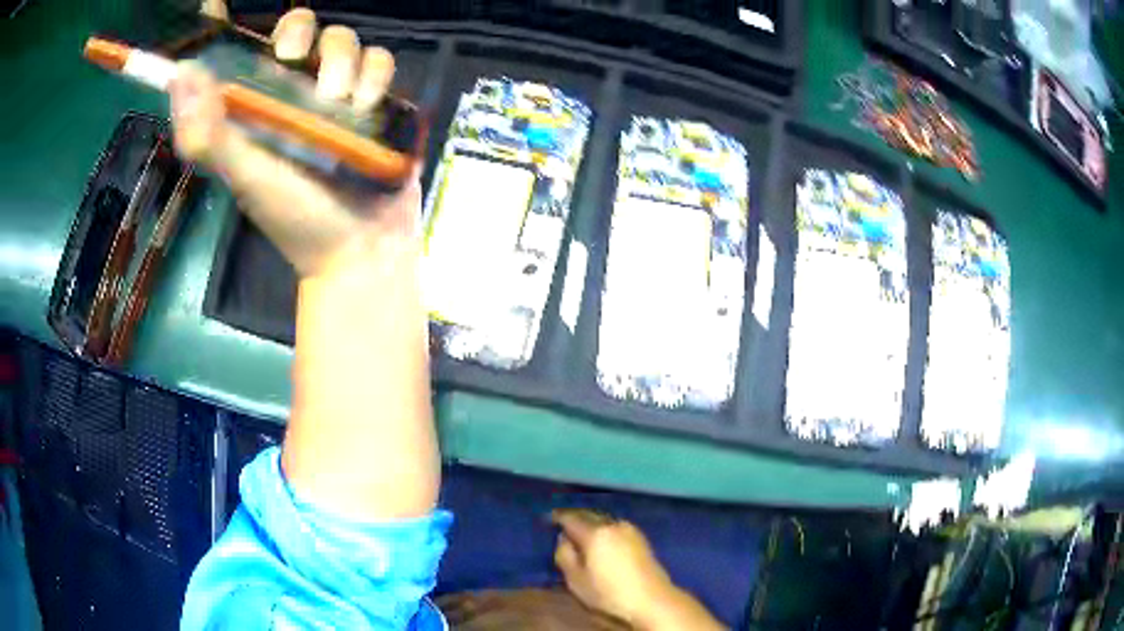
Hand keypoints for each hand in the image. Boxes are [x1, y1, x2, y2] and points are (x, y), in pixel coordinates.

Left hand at [168, 6, 417, 278]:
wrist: (359, 249)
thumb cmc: (295, 217)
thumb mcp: (244, 177)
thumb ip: (209, 134)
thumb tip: (182, 73)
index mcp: (254, 103)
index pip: (234, 50)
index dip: (222, 22)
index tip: (215, 0)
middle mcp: (291, 89)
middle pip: (297, 27)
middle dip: (298, 35)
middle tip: (296, 64)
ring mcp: (334, 91)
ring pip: (341, 38)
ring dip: (341, 62)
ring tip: (339, 104)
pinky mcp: (372, 98)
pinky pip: (379, 60)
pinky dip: (376, 75)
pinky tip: (367, 105)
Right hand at [552, 509, 676, 626]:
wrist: (651, 599)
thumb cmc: (609, 592)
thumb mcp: (576, 579)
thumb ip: (565, 555)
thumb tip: (563, 539)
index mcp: (595, 532)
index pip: (571, 518)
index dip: (558, 517)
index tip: (548, 518)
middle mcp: (613, 525)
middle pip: (589, 515)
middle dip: (575, 517)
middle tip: (562, 522)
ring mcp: (630, 530)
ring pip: (604, 520)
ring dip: (591, 522)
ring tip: (580, 530)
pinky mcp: (641, 538)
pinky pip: (615, 526)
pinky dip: (604, 528)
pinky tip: (601, 538)